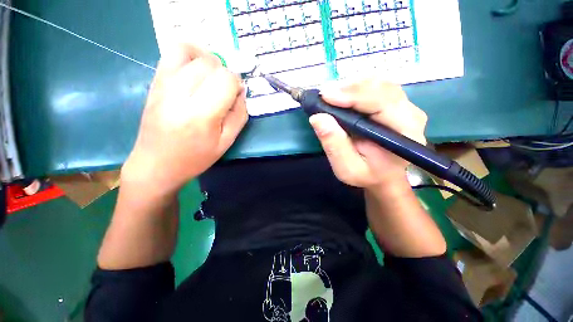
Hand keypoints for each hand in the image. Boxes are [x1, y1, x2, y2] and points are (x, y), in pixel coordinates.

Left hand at [122, 44, 247, 193]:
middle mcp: (180, 94)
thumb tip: (241, 92)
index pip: (226, 80)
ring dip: (209, 61)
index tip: (236, 96)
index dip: (237, 84)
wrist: (156, 163)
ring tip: (212, 78)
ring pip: (191, 51)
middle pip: (211, 63)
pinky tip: (196, 69)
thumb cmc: (195, 157)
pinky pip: (172, 52)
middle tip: (225, 90)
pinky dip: (190, 53)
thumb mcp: (226, 142)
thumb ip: (239, 115)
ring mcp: (164, 84)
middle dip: (225, 74)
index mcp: (201, 114)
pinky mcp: (155, 82)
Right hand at [309, 79, 426, 188]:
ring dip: (350, 87)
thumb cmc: (367, 175)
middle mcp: (410, 114)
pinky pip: (375, 87)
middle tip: (323, 96)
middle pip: (380, 88)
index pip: (382, 102)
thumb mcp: (347, 168)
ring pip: (377, 84)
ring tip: (330, 96)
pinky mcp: (395, 103)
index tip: (325, 96)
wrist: (383, 176)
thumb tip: (318, 118)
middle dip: (349, 88)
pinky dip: (355, 88)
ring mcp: (405, 106)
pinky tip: (341, 96)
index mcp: (404, 133)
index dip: (353, 95)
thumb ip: (335, 145)